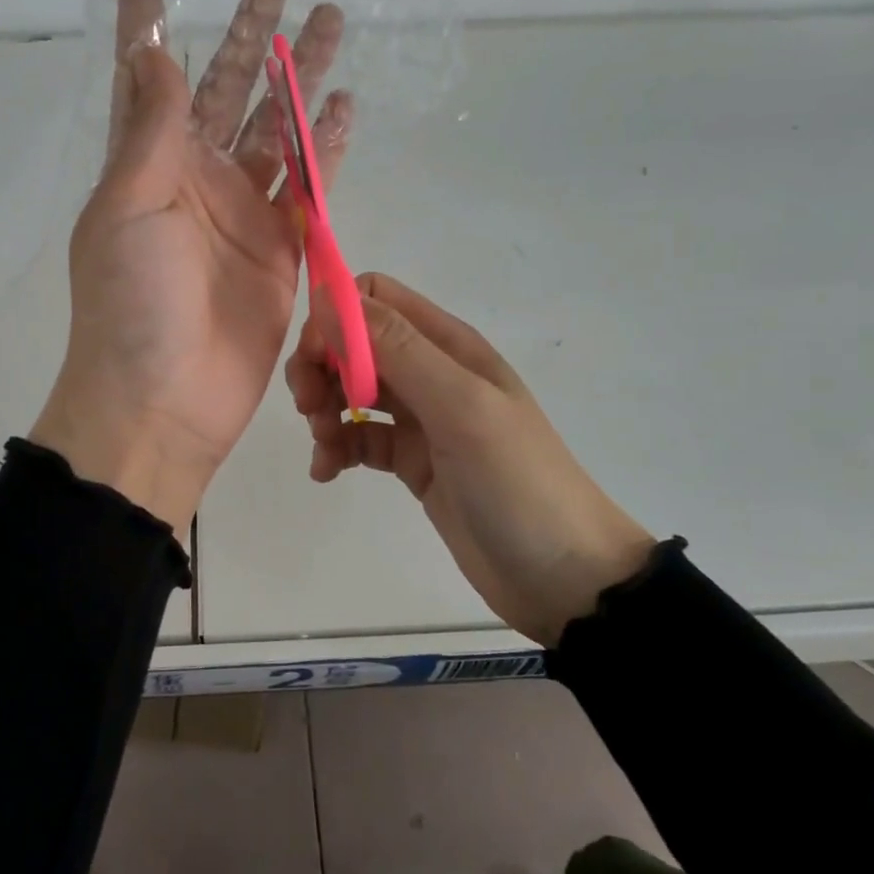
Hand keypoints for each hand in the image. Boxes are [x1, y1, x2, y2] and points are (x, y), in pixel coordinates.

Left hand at [31, 0, 352, 531]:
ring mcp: (242, 210)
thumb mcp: (128, 208)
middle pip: (226, 86)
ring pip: (277, 127)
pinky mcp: (282, 247)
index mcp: (147, 161)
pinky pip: (310, 185)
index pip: (146, 69)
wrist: (164, 402)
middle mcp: (194, 175)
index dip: (144, 9)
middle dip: (248, 34)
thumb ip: (151, 131)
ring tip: (331, 21)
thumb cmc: (132, 304)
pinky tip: (345, 104)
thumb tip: (155, 51)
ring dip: (299, 77)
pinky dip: (327, 146)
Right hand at [287, 273, 652, 645]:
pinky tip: (328, 472)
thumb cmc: (517, 481)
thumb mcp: (460, 407)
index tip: (315, 359)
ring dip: (324, 409)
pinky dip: (336, 448)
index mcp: (447, 345)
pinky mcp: (411, 460)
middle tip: (309, 408)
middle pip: (354, 344)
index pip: (374, 298)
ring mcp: (421, 418)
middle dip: (321, 367)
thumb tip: (330, 296)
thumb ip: (397, 349)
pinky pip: (358, 437)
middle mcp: (430, 371)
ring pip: (350, 390)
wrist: (564, 577)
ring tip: (325, 449)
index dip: (336, 318)